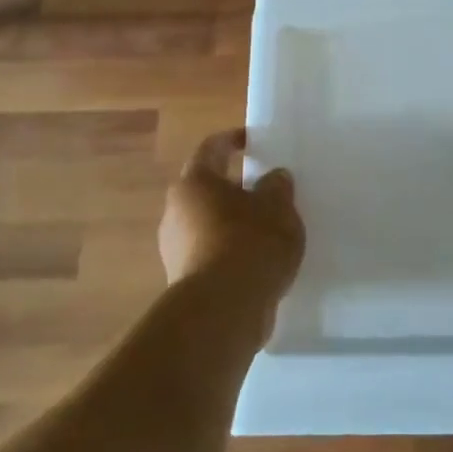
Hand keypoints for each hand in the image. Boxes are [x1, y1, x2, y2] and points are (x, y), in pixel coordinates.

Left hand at [160, 130, 304, 304]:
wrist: (223, 311)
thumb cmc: (249, 243)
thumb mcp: (277, 207)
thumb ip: (277, 187)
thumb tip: (273, 177)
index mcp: (195, 182)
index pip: (212, 149)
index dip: (232, 140)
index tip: (252, 141)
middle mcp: (176, 211)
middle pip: (207, 189)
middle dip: (235, 187)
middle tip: (266, 190)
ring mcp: (175, 248)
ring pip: (208, 224)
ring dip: (233, 222)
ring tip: (267, 230)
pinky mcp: (183, 280)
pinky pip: (210, 254)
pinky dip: (230, 252)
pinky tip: (257, 262)